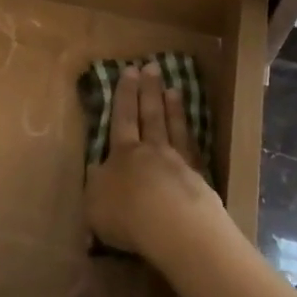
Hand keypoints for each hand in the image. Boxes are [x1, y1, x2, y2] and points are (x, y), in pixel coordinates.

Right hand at [84, 62, 226, 261]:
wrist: (175, 229)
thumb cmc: (127, 215)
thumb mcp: (95, 202)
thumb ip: (96, 185)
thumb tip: (96, 171)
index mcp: (123, 153)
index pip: (123, 118)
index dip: (125, 94)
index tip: (129, 70)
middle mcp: (151, 151)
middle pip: (150, 116)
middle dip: (149, 91)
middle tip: (152, 67)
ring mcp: (179, 163)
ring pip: (174, 129)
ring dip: (173, 108)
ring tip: (174, 89)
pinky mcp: (201, 181)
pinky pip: (194, 151)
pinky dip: (192, 137)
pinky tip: (194, 129)